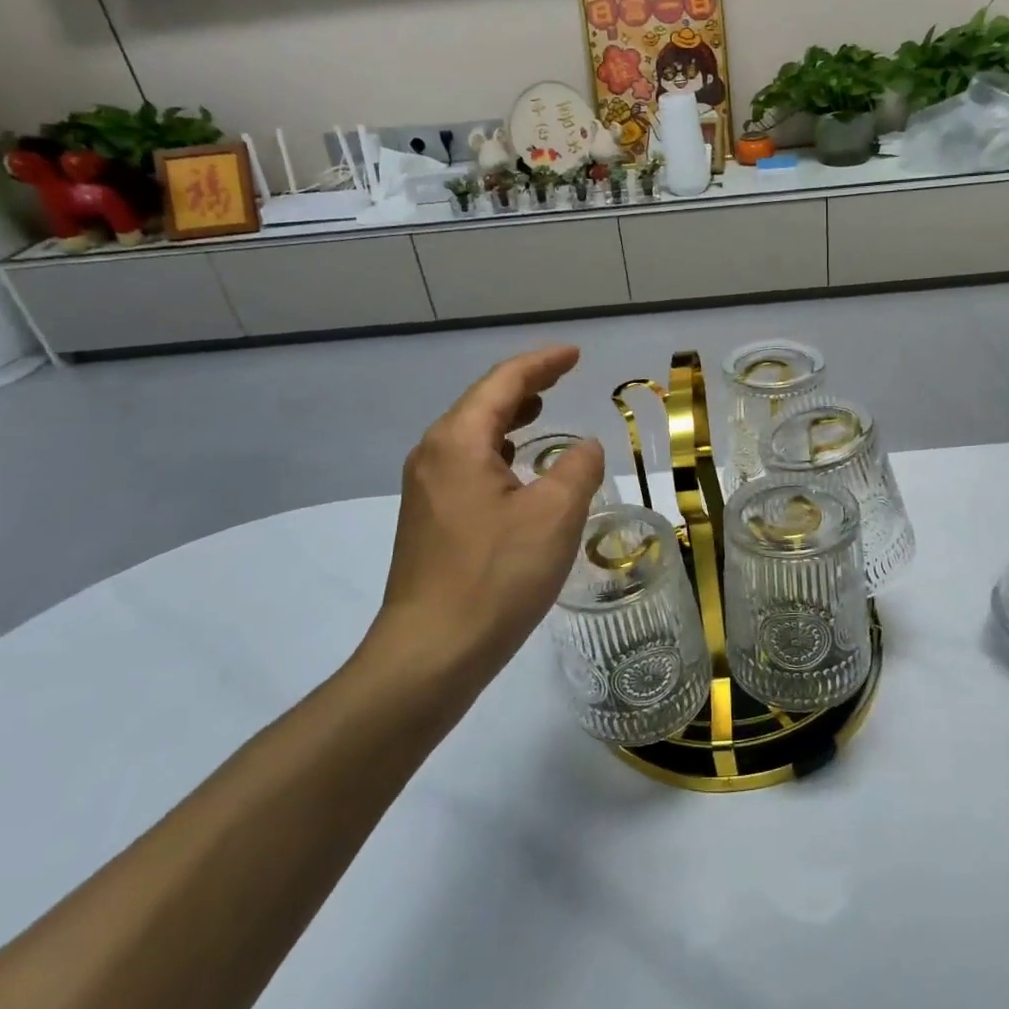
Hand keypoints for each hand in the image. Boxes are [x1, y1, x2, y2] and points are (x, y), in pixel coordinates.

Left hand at [356, 346, 604, 716]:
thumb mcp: (554, 516)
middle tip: (563, 377)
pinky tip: (518, 468)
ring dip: (509, 418)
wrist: (430, 653)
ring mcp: (425, 488)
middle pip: (482, 402)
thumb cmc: (496, 577)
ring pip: (472, 435)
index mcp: (458, 441)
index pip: (503, 382)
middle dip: (525, 385)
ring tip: (542, 410)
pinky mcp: (428, 519)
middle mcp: (433, 454)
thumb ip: (578, 468)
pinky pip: (467, 464)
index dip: (542, 363)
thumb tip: (584, 447)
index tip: (575, 355)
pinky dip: (498, 450)